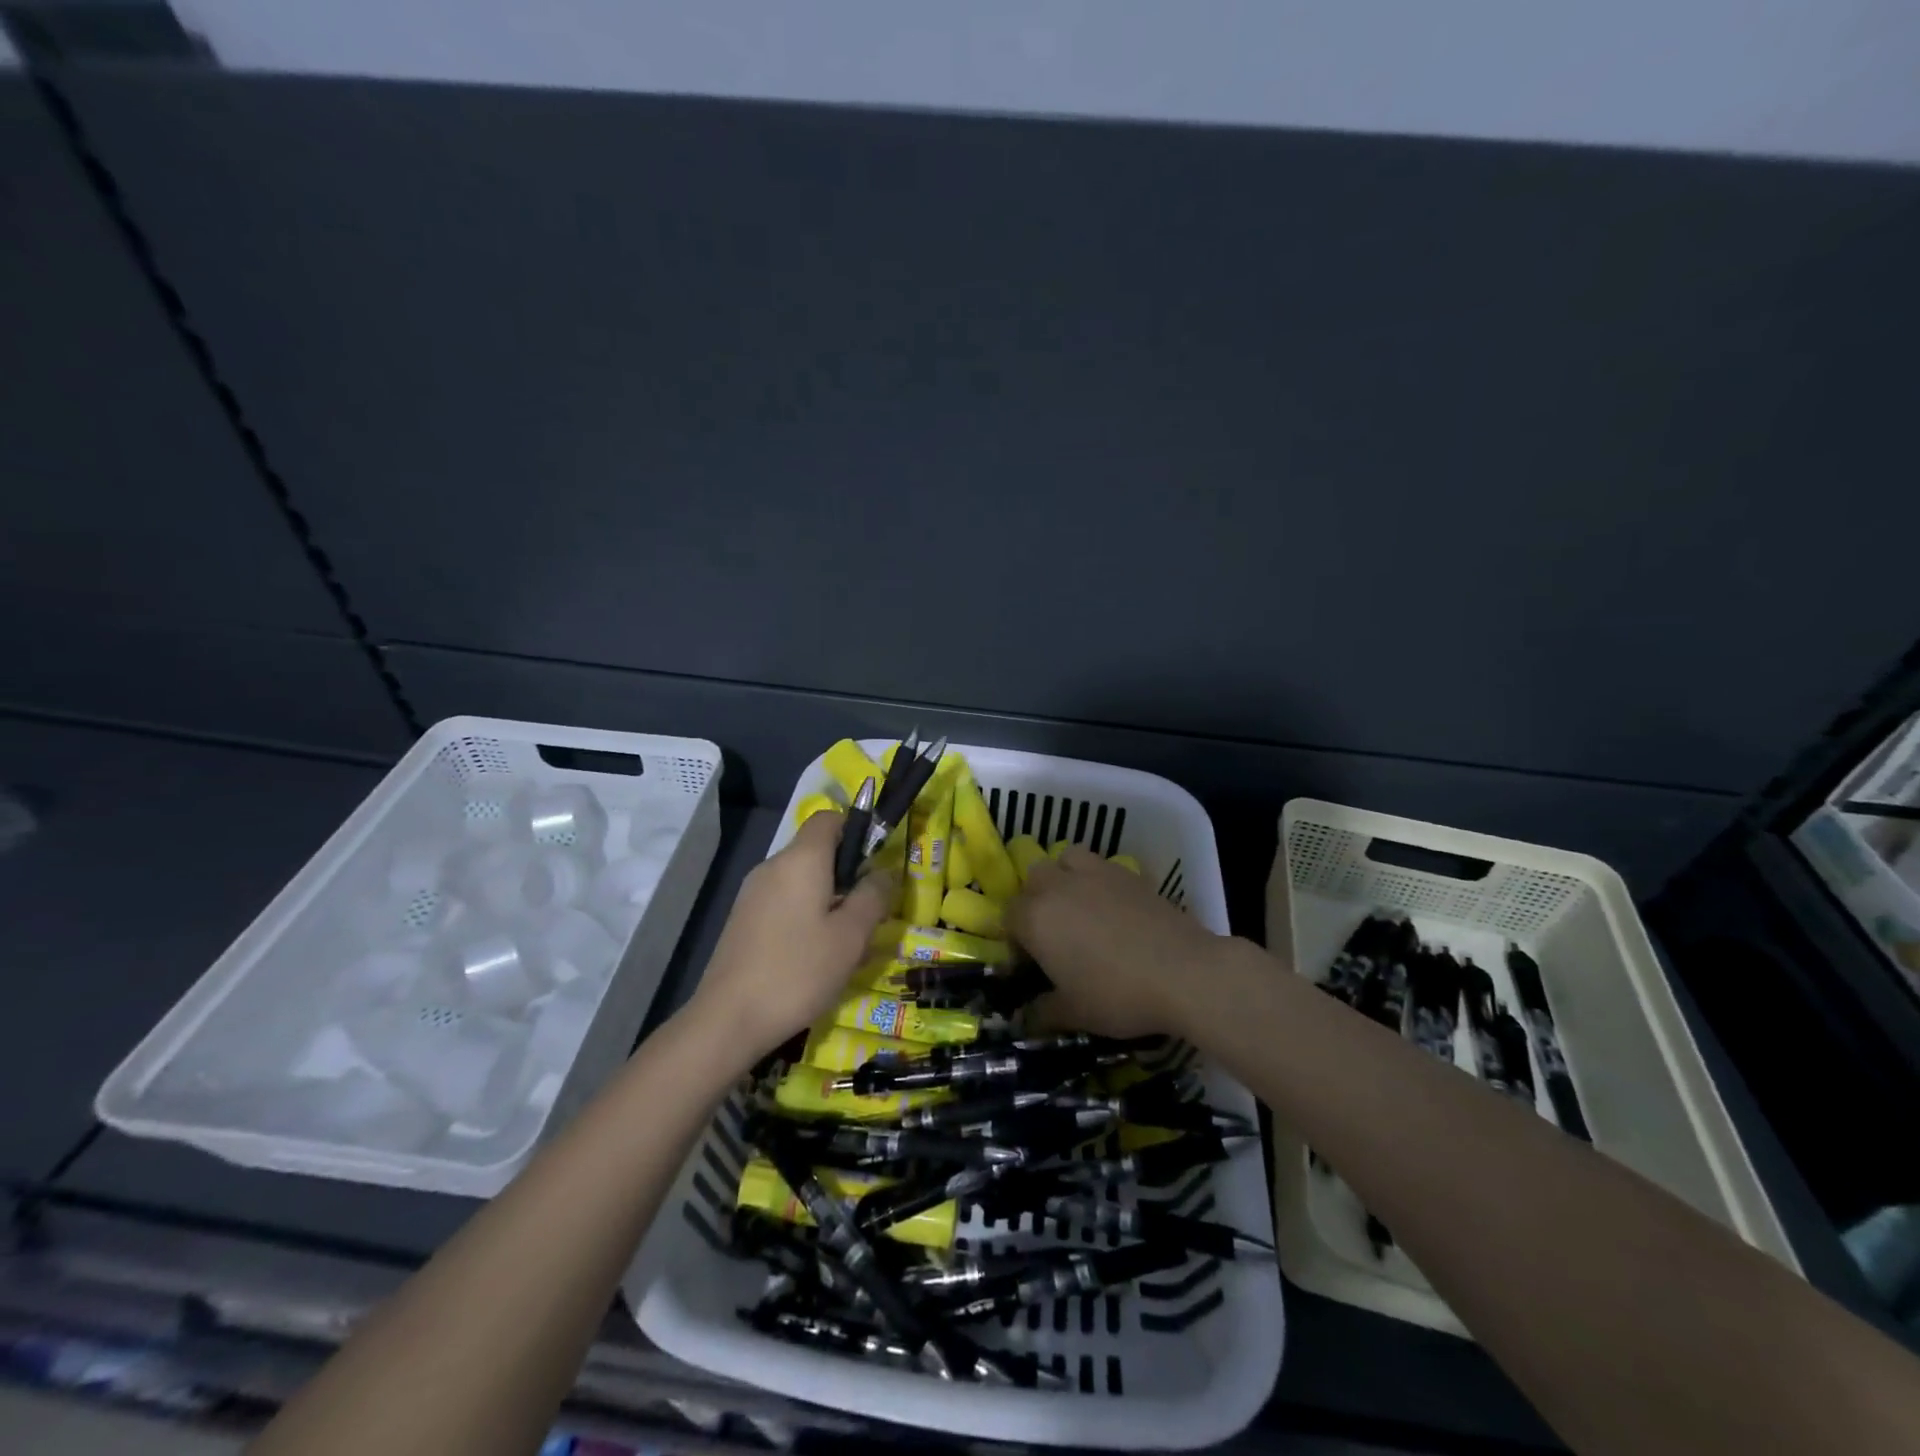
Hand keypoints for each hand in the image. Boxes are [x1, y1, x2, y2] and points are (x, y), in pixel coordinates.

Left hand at [689, 811, 894, 1062]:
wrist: (728, 1019)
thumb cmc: (798, 971)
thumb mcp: (851, 936)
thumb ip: (873, 896)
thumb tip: (884, 872)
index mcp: (801, 859)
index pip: (829, 818)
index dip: (856, 830)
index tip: (875, 863)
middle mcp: (773, 866)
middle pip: (816, 851)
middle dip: (846, 874)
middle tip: (868, 913)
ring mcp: (752, 893)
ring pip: (801, 880)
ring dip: (827, 900)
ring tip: (845, 942)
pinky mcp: (742, 919)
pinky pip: (783, 902)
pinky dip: (804, 915)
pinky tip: (814, 956)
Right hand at [1007, 844, 1223, 1038]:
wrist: (1184, 972)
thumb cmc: (1118, 995)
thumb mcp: (1074, 1014)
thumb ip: (1042, 1012)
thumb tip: (1024, 1017)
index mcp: (1035, 918)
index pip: (1008, 917)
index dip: (1015, 942)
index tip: (1031, 966)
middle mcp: (1058, 886)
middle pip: (1033, 879)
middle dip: (1035, 901)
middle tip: (1053, 934)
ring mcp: (1094, 873)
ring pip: (1064, 859)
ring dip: (1063, 876)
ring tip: (1078, 906)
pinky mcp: (1127, 873)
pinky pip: (1099, 865)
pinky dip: (1096, 878)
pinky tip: (1111, 906)